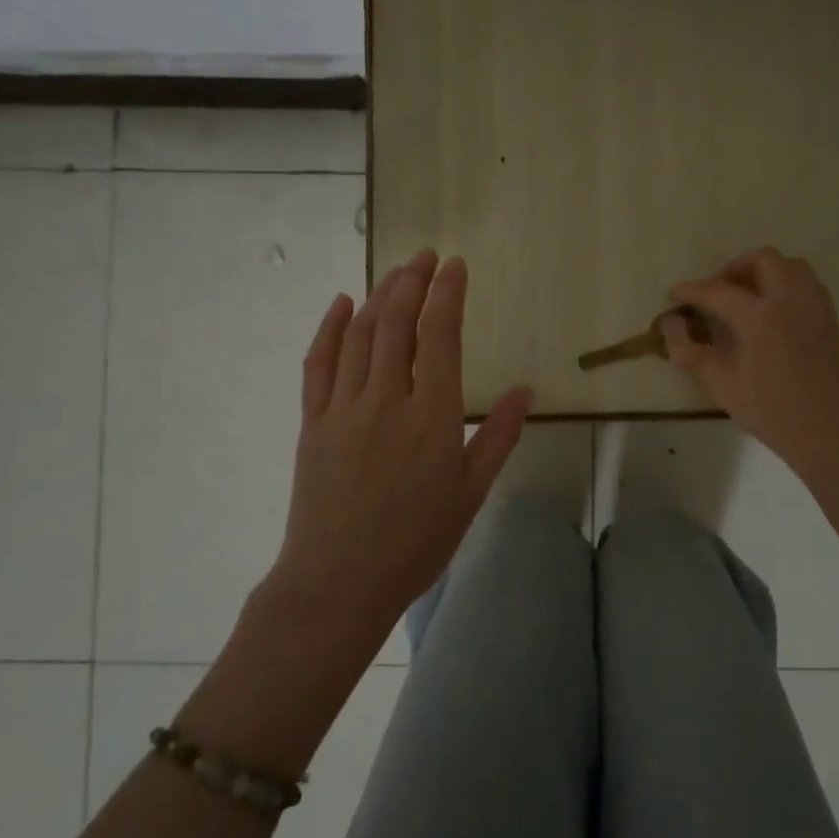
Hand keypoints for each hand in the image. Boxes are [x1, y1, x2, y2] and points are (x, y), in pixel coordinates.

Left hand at [273, 249, 531, 622]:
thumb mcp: (471, 492)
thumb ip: (497, 437)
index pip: (440, 336)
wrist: (339, 581)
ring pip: (360, 335)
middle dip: (412, 282)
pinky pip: (319, 363)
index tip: (454, 265)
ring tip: (395, 273)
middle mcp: (387, 398)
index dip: (447, 294)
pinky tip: (342, 304)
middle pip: (398, 324)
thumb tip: (524, 391)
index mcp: (432, 415)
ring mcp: (344, 407)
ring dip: (379, 296)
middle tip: (425, 256)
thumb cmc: (416, 542)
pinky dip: (330, 328)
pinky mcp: (313, 422)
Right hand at [664, 247, 838, 486]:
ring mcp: (815, 306)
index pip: (718, 291)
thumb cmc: (771, 411)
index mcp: (760, 315)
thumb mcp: (723, 385)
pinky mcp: (830, 319)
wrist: (829, 432)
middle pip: (762, 260)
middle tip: (716, 293)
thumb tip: (671, 329)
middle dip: (734, 269)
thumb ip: (694, 352)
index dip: (693, 290)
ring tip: (746, 298)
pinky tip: (773, 314)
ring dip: (764, 272)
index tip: (675, 294)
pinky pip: (807, 284)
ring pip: (790, 266)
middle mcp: (790, 299)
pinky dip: (786, 285)